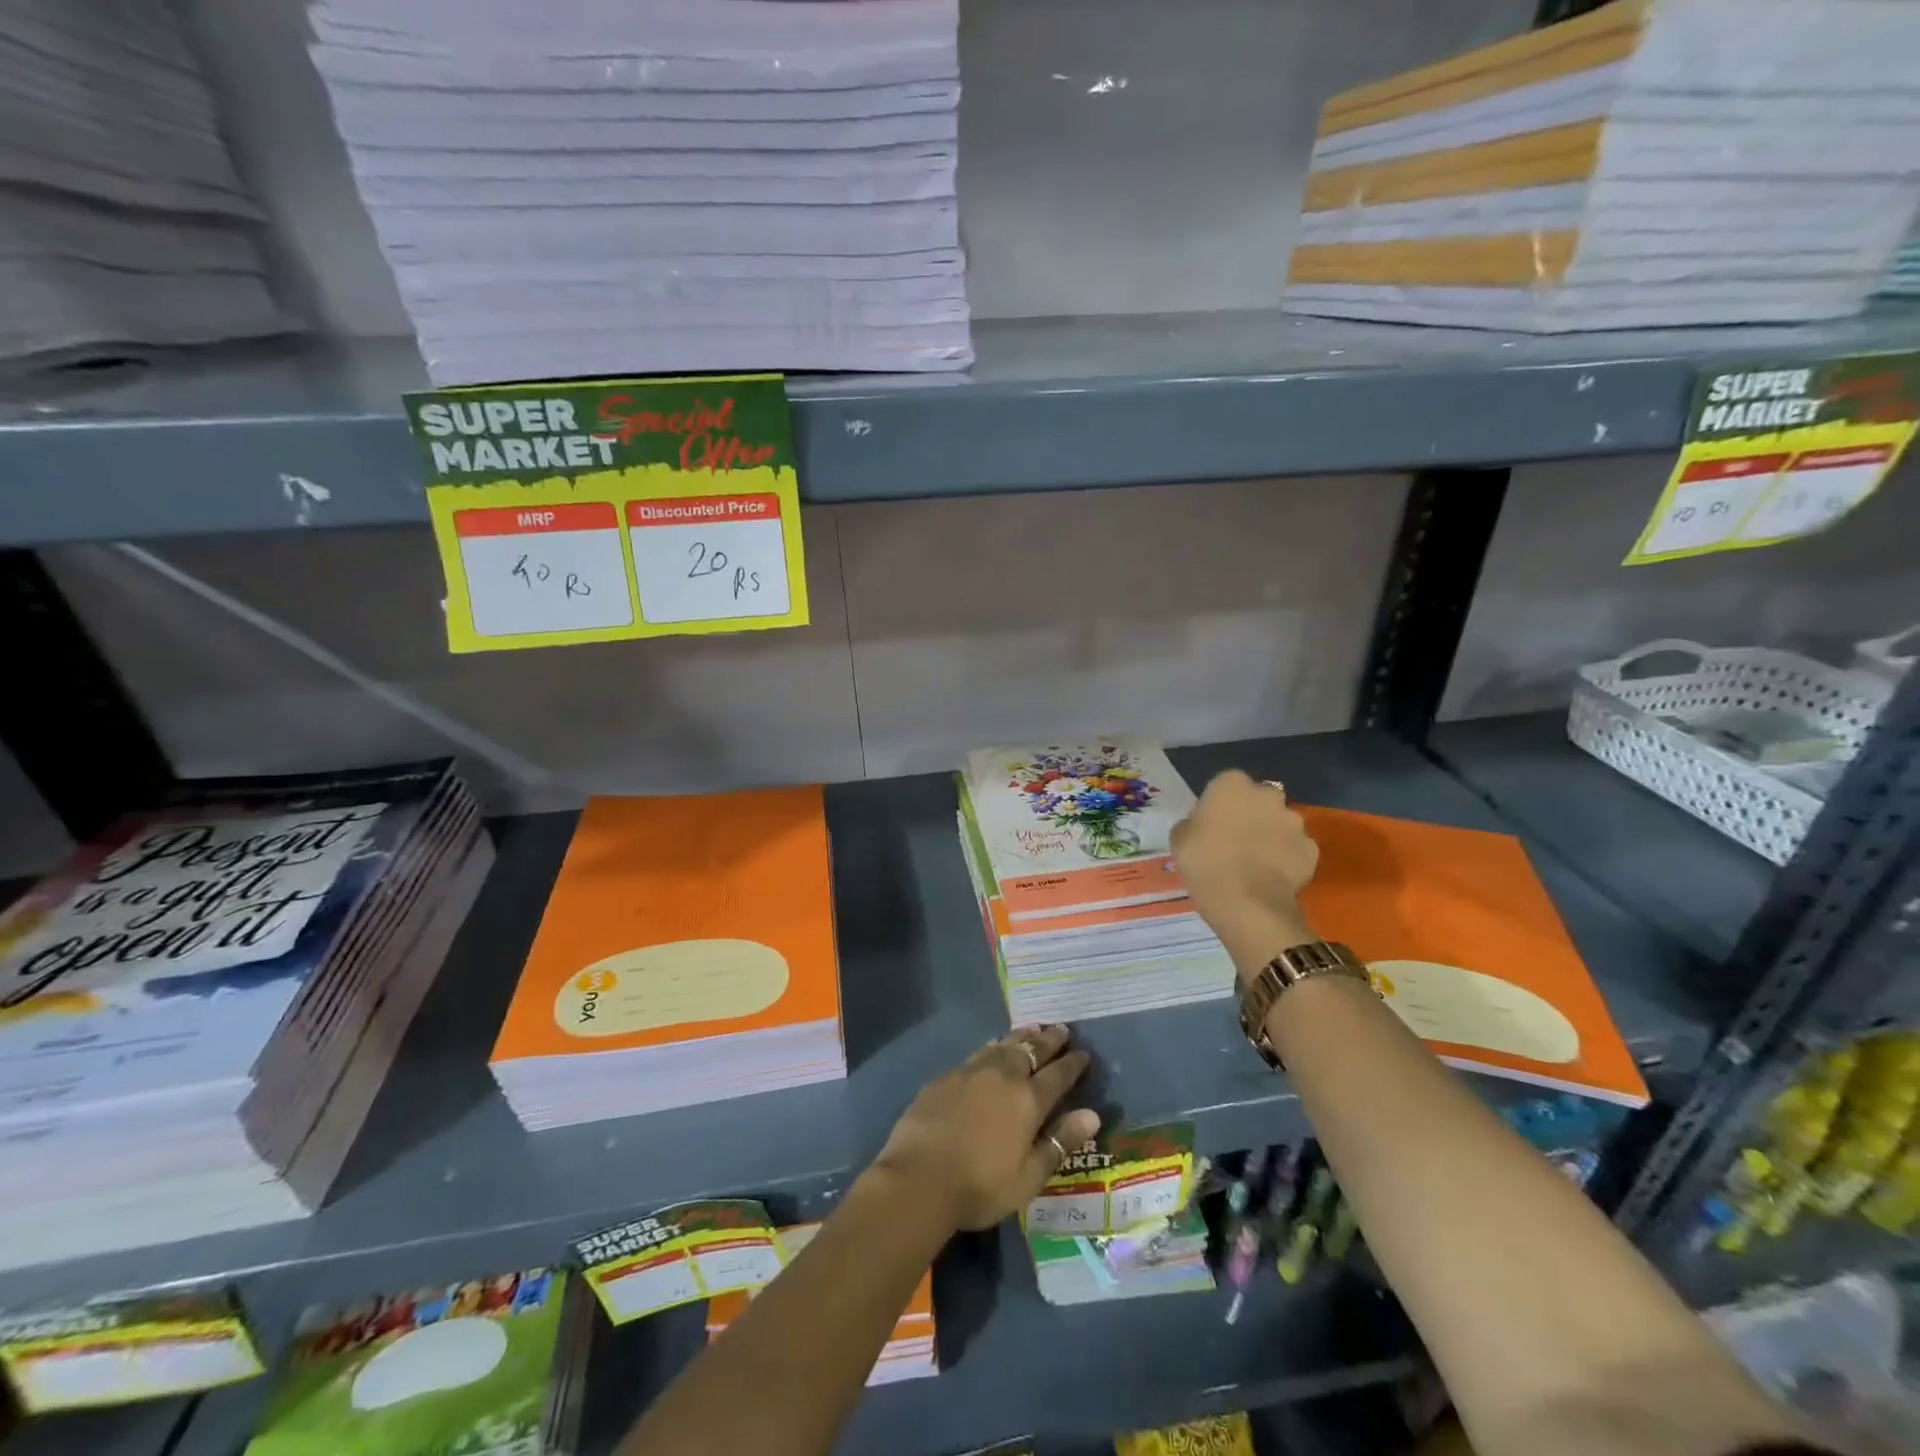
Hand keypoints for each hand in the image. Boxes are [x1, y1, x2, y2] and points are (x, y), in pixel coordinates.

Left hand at [872, 1025, 1100, 1231]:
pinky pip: (979, 1053)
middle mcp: (1002, 1076)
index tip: (1083, 1054)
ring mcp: (971, 1072)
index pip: (1057, 1075)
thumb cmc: (981, 1186)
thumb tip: (1092, 1114)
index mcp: (1028, 1100)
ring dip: (1021, 1036)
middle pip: (1031, 1050)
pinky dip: (994, 1046)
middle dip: (1049, 1040)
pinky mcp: (946, 1076)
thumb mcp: (1029, 1176)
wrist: (919, 1177)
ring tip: (1032, 1028)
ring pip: (1003, 1045)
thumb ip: (1060, 1143)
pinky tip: (993, 1046)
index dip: (1072, 1064)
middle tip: (1061, 1029)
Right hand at [1171, 770, 1320, 982]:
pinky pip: (1295, 848)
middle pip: (1259, 799)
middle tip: (1235, 839)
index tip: (1211, 823)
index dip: (1218, 803)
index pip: (1225, 784)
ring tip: (1256, 861)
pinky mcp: (1311, 850)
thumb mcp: (1179, 839)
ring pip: (1280, 823)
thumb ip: (1192, 823)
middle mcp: (1268, 795)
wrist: (1247, 904)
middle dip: (1251, 813)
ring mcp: (1294, 822)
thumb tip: (1201, 825)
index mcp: (1232, 784)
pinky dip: (1287, 858)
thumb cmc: (1205, 863)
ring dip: (1271, 834)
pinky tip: (1273, 876)